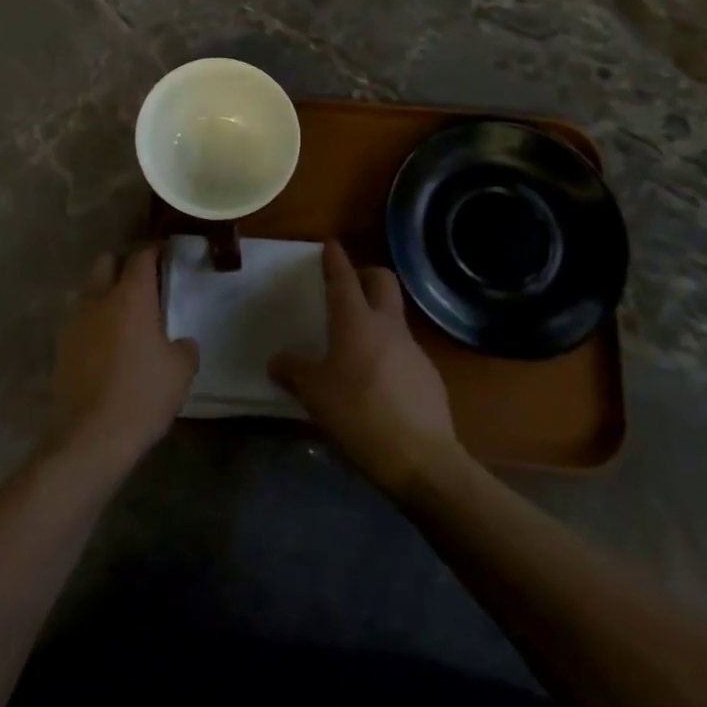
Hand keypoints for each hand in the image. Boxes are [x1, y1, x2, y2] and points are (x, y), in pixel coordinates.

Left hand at [44, 246, 197, 475]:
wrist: (90, 436)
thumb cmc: (142, 395)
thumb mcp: (180, 371)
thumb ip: (184, 347)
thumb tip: (182, 342)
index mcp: (131, 296)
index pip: (141, 256)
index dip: (153, 251)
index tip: (164, 253)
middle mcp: (98, 298)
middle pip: (106, 262)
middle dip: (122, 263)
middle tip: (142, 282)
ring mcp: (75, 321)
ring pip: (89, 290)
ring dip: (104, 293)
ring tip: (123, 315)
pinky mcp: (60, 346)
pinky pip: (80, 320)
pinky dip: (93, 321)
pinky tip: (106, 344)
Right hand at [270, 241, 461, 498]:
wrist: (423, 461)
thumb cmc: (359, 415)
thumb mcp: (315, 395)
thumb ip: (293, 371)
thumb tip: (277, 360)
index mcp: (356, 322)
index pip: (344, 278)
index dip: (335, 259)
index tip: (330, 244)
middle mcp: (388, 326)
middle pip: (383, 281)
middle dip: (366, 275)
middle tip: (348, 289)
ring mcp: (414, 350)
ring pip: (395, 318)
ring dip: (377, 320)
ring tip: (355, 348)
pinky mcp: (429, 377)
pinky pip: (404, 353)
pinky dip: (388, 356)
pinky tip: (377, 387)